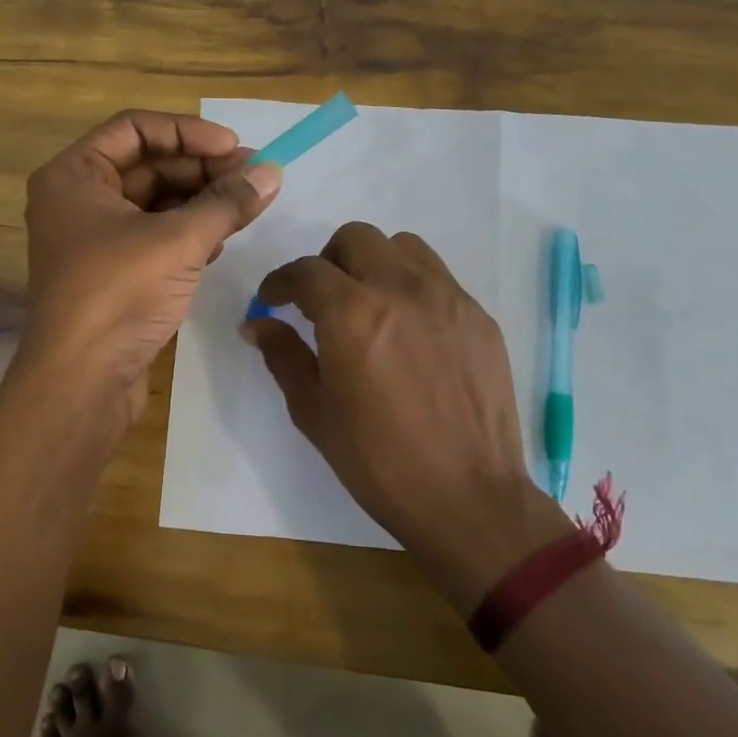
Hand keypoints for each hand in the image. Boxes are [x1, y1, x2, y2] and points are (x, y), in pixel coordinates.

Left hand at [20, 110, 280, 421]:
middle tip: (256, 177)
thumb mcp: (179, 241)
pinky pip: (154, 236)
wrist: (82, 381)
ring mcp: (94, 239)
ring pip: (155, 203)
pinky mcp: (112, 273)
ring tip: (248, 206)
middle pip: (148, 165)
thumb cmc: (118, 294)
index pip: (135, 129)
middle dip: (203, 169)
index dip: (189, 132)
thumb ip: (227, 202)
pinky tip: (221, 241)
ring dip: (201, 201)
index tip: (236, 147)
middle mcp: (78, 200)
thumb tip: (272, 172)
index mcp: (74, 175)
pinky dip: (188, 233)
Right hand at [245, 223, 572, 611]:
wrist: (468, 498)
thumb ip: (283, 356)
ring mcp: (447, 298)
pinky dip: (412, 287)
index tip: (273, 300)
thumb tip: (257, 324)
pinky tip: (410, 331)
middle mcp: (400, 289)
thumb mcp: (314, 413)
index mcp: (351, 313)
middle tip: (322, 300)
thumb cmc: (378, 462)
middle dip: (328, 261)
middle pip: (355, 238)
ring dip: (374, 264)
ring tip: (369, 305)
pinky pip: (438, 277)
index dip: (280, 282)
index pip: (305, 270)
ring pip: (402, 247)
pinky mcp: (479, 316)